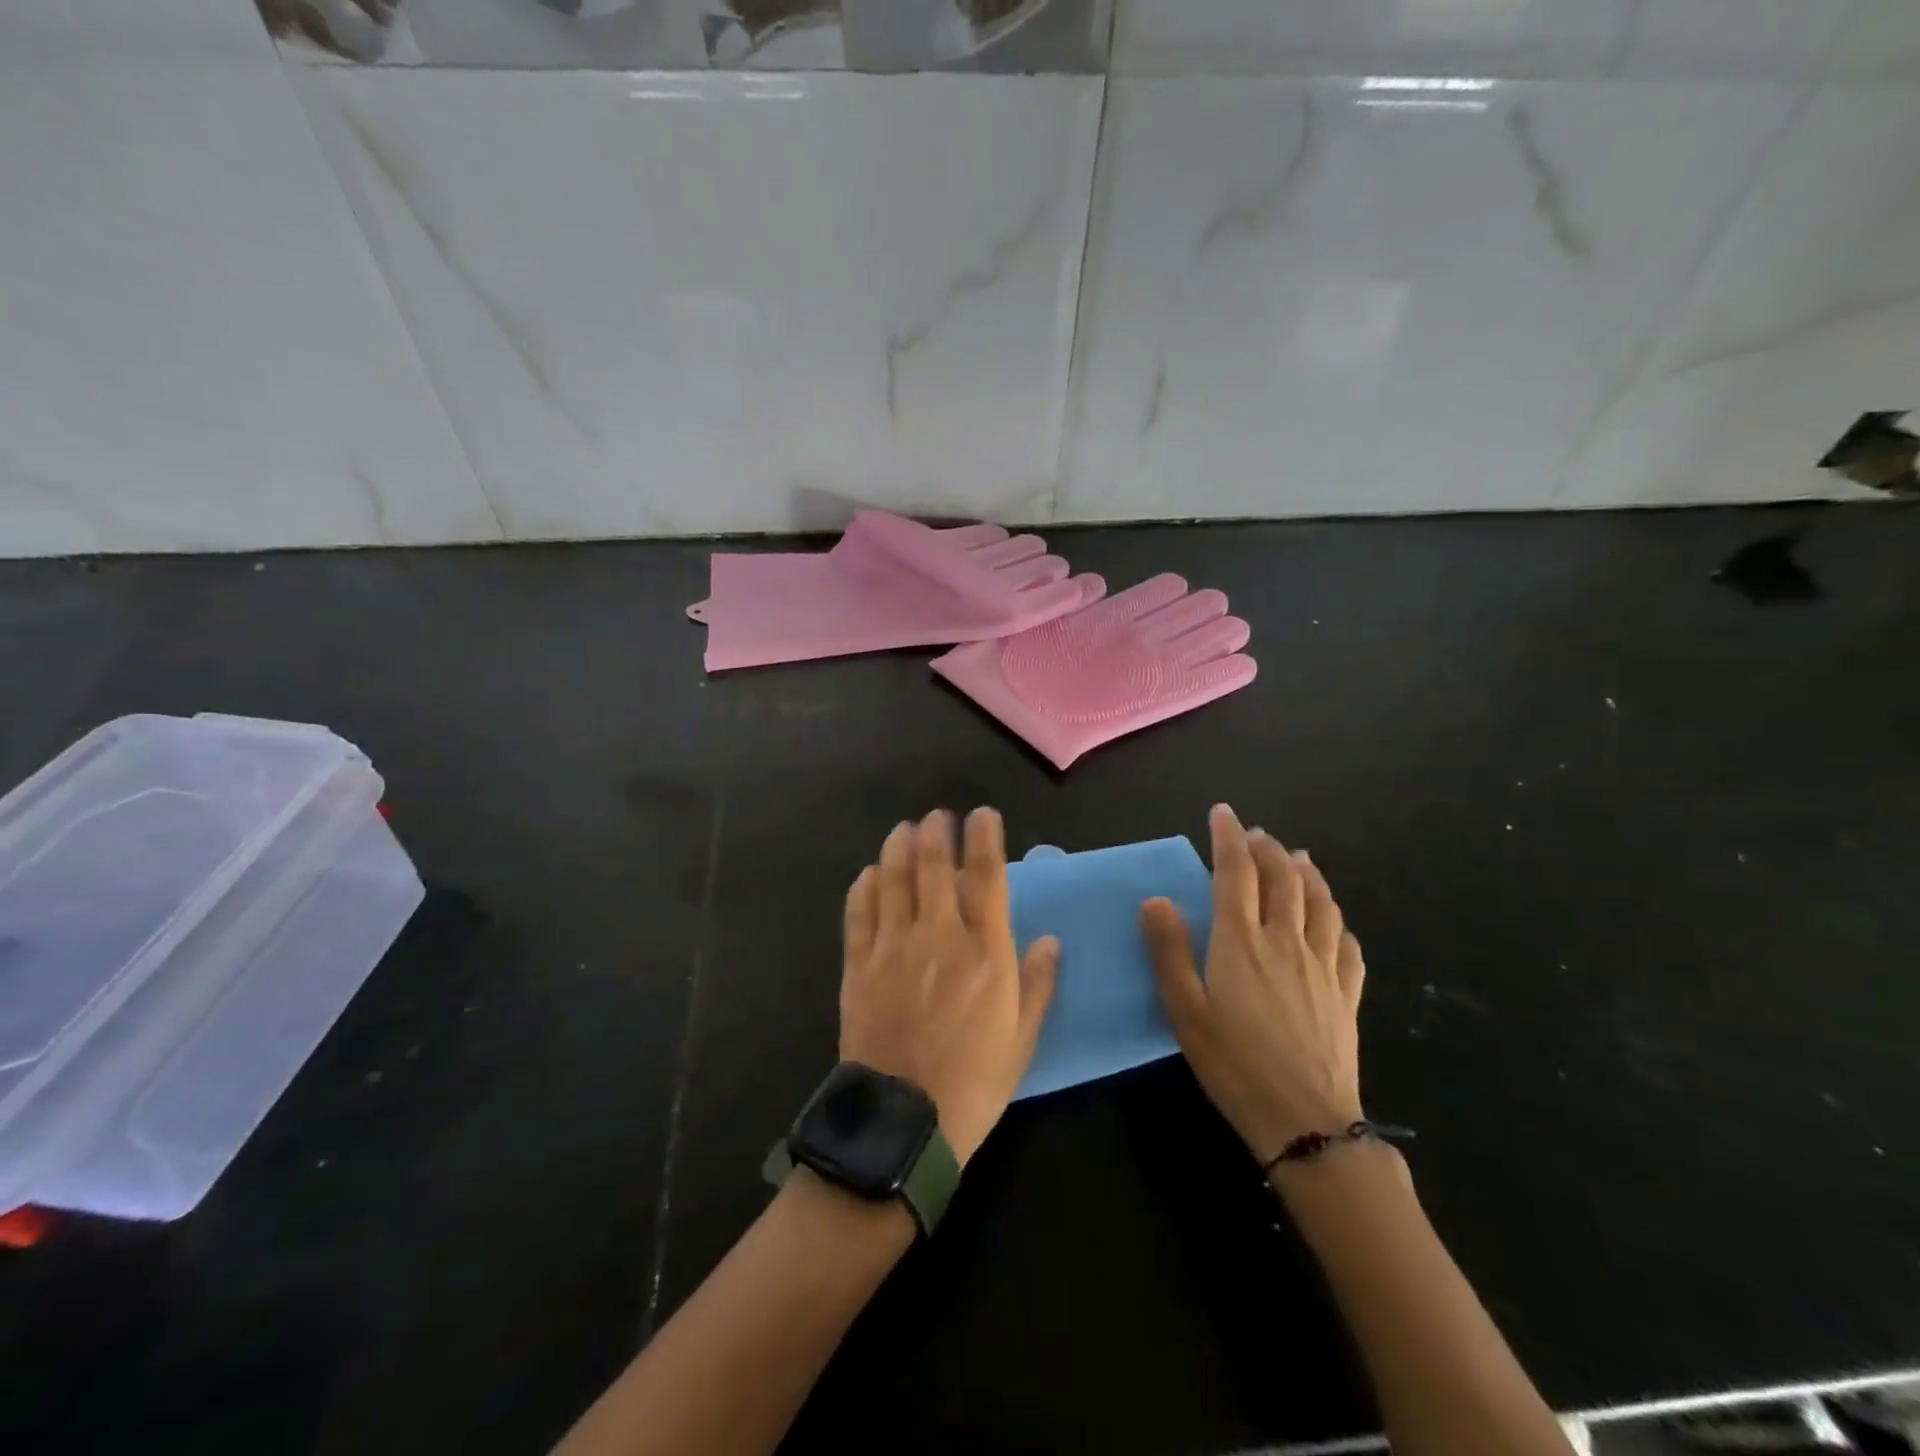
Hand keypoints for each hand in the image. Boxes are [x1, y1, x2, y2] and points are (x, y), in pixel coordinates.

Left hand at [840, 810, 1059, 1166]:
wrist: (904, 1121)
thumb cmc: (974, 1082)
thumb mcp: (1021, 1039)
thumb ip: (1038, 983)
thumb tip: (1052, 939)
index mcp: (984, 951)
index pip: (987, 875)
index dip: (985, 837)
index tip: (984, 815)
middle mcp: (938, 935)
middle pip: (934, 865)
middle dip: (937, 831)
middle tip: (938, 816)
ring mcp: (893, 946)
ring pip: (893, 878)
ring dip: (898, 847)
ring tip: (904, 830)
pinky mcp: (859, 964)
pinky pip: (858, 912)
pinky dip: (863, 886)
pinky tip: (868, 874)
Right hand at [1141, 804, 1365, 1164]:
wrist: (1307, 1121)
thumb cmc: (1234, 1064)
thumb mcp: (1184, 1010)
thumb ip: (1169, 951)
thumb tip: (1156, 899)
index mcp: (1241, 941)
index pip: (1236, 872)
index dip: (1228, 838)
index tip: (1223, 813)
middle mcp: (1285, 941)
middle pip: (1282, 879)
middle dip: (1268, 849)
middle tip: (1256, 834)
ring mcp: (1323, 966)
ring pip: (1320, 903)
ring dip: (1307, 873)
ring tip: (1298, 858)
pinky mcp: (1346, 993)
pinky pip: (1347, 944)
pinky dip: (1337, 920)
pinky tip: (1333, 921)